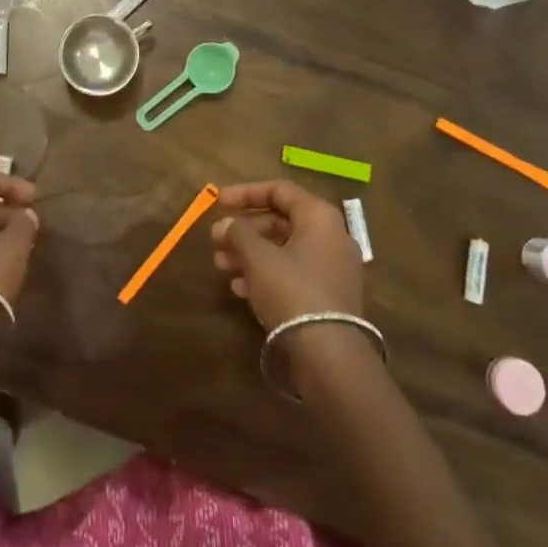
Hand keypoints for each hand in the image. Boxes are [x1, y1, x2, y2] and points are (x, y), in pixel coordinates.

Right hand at [211, 181, 363, 329]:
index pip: (279, 190)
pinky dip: (265, 275)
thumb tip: (226, 224)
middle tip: (215, 240)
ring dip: (250, 254)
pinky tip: (239, 289)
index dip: (245, 193)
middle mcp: (330, 236)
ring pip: (284, 250)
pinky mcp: (328, 297)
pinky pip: (292, 274)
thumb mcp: (258, 257)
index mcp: (319, 217)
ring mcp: (332, 268)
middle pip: (280, 221)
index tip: (218, 202)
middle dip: (244, 230)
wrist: (329, 356)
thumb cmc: (292, 290)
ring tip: (220, 265)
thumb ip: (238, 233)